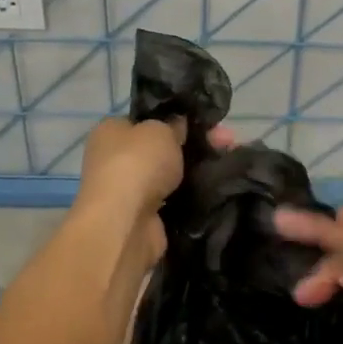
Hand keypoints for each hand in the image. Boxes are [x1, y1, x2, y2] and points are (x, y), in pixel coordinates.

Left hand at [75, 116, 233, 267]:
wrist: (125, 223)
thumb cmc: (136, 164)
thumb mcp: (160, 130)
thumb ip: (173, 126)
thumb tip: (179, 126)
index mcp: (111, 131)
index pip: (147, 121)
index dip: (177, 119)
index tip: (206, 123)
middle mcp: (116, 160)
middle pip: (164, 147)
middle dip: (197, 144)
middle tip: (227, 140)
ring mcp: (131, 191)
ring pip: (172, 174)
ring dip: (198, 170)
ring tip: (230, 163)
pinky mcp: (146, 217)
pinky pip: (176, 199)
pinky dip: (194, 195)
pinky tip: (219, 187)